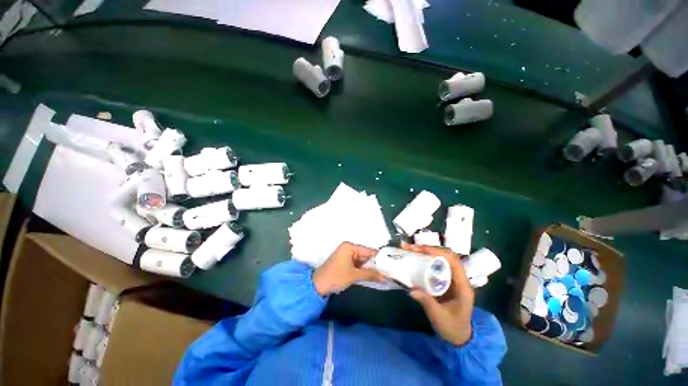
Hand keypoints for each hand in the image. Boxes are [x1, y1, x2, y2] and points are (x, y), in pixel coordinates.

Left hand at [313, 242, 384, 295]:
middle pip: (366, 255)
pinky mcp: (345, 262)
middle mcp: (349, 248)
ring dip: (370, 268)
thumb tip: (385, 276)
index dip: (379, 258)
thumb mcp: (354, 275)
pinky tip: (373, 275)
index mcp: (350, 246)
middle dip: (375, 264)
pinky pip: (357, 264)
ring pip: (362, 260)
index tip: (391, 264)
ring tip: (384, 274)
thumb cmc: (336, 276)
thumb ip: (370, 274)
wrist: (318, 285)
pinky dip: (364, 270)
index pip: (368, 251)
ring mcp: (347, 255)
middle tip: (389, 271)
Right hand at [401, 243, 474, 345]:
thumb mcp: (439, 317)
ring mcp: (451, 277)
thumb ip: (427, 302)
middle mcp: (458, 277)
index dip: (436, 252)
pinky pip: (435, 264)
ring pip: (439, 257)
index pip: (452, 260)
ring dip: (424, 252)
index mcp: (462, 285)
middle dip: (426, 249)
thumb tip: (411, 289)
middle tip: (408, 248)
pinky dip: (424, 259)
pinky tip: (413, 258)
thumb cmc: (452, 327)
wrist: (459, 336)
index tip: (419, 250)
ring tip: (408, 249)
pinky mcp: (444, 279)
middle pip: (445, 255)